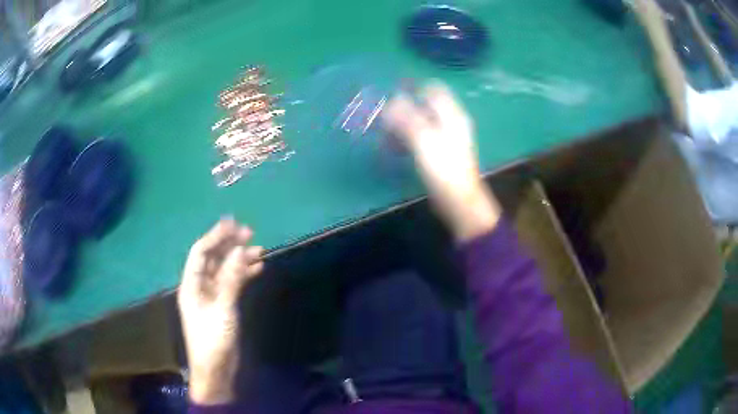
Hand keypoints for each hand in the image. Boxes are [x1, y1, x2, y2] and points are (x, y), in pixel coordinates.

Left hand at [178, 218, 263, 404]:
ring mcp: (212, 296)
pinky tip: (258, 268)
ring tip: (259, 249)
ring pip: (225, 270)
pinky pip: (233, 284)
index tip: (232, 223)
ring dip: (239, 259)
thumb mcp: (223, 308)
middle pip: (213, 258)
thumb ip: (231, 278)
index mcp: (191, 284)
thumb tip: (239, 249)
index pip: (201, 252)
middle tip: (249, 232)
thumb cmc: (213, 340)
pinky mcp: (223, 306)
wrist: (216, 370)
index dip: (215, 236)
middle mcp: (200, 286)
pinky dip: (244, 275)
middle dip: (229, 244)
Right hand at [382, 82, 500, 241]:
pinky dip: (408, 136)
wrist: (459, 201)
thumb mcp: (424, 141)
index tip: (392, 93)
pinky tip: (396, 146)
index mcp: (452, 115)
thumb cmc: (444, 169)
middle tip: (385, 117)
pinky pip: (421, 135)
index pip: (433, 89)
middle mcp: (451, 121)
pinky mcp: (440, 151)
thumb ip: (408, 118)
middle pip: (426, 104)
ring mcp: (446, 137)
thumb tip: (392, 101)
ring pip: (422, 120)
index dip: (413, 88)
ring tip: (387, 133)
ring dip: (404, 123)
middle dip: (404, 107)